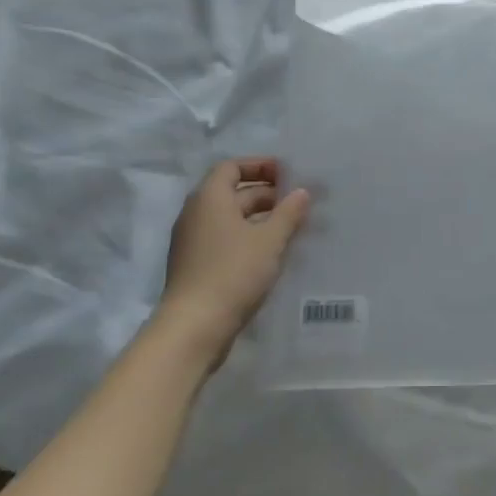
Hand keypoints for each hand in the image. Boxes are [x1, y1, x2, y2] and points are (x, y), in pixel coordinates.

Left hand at [160, 157, 309, 360]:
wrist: (193, 329)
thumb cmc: (233, 272)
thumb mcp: (270, 240)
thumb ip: (289, 212)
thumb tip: (302, 192)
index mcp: (209, 198)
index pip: (232, 166)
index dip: (260, 166)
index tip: (287, 175)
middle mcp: (196, 214)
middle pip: (233, 192)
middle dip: (266, 194)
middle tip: (298, 203)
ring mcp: (193, 242)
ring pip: (231, 219)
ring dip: (260, 219)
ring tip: (292, 228)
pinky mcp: (196, 267)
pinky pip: (225, 240)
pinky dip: (248, 239)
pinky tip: (272, 254)